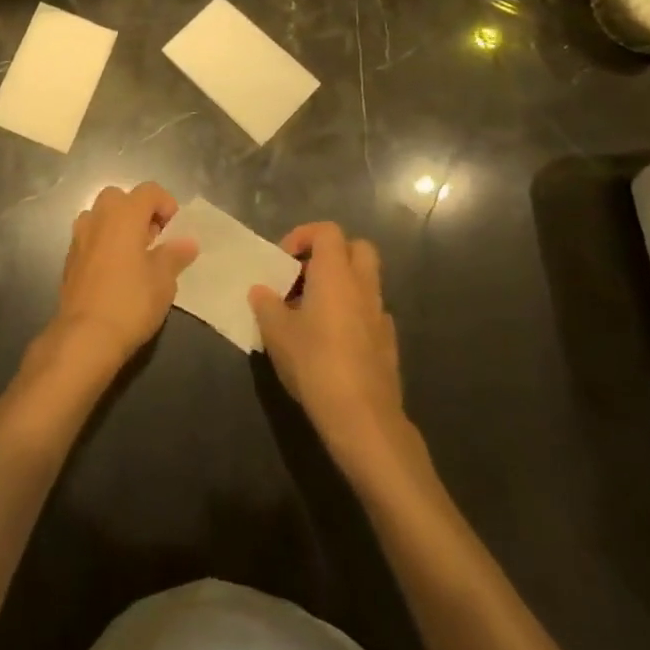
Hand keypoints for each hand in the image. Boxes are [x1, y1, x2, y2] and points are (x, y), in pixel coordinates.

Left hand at [51, 182, 196, 371]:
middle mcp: (98, 217)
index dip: (166, 203)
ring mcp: (79, 236)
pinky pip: (90, 236)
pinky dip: (104, 242)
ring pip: (101, 215)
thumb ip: (175, 255)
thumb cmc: (131, 302)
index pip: (149, 190)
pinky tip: (115, 271)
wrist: (85, 335)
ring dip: (118, 225)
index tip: (173, 229)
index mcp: (124, 214)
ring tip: (134, 255)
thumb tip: (187, 242)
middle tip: (153, 239)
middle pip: (120, 197)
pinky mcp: (70, 257)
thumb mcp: (163, 280)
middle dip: (138, 211)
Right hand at [250, 222, 411, 468]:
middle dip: (330, 254)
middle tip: (303, 276)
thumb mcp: (276, 332)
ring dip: (340, 286)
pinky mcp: (388, 344)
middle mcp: (363, 286)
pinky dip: (351, 314)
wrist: (363, 418)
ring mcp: (380, 315)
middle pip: (357, 248)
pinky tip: (331, 340)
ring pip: (365, 282)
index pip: (328, 231)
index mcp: (336, 274)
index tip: (284, 259)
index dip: (304, 235)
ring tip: (310, 311)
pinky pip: (370, 312)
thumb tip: (261, 291)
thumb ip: (266, 304)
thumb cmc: (315, 363)